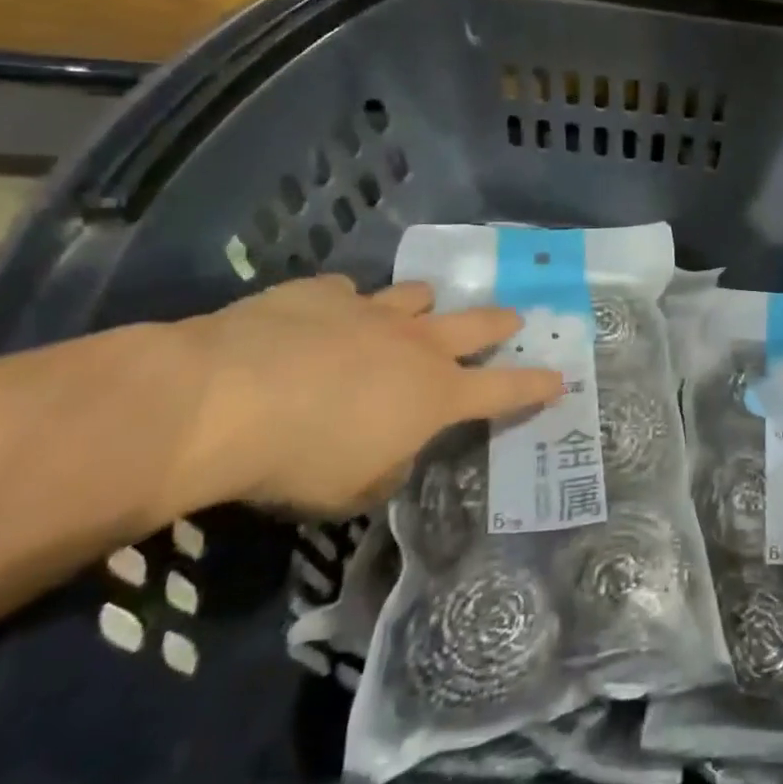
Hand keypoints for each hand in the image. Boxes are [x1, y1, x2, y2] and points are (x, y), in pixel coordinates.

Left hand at [170, 276, 563, 515]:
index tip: (560, 378)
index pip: (504, 389)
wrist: (222, 399)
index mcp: (435, 394)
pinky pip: (344, 292)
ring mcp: (370, 310)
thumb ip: (387, 469)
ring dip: (424, 305)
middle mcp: (415, 344)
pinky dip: (344, 304)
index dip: (535, 385)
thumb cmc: (298, 460)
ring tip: (418, 309)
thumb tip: (391, 453)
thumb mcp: (352, 491)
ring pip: (417, 295)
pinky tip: (326, 315)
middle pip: (477, 324)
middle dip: (500, 324)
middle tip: (515, 320)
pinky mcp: (319, 292)